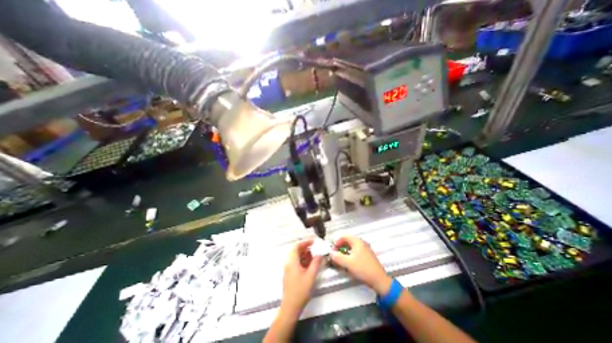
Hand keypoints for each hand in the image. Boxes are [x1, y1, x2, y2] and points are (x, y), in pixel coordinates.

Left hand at [279, 238, 321, 315]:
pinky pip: (296, 262)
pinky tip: (310, 264)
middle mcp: (288, 263)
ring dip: (305, 254)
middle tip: (315, 249)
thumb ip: (316, 263)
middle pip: (296, 250)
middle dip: (306, 248)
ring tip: (314, 256)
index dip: (305, 242)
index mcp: (292, 261)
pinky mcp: (289, 274)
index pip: (297, 246)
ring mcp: (288, 268)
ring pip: (296, 256)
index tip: (313, 241)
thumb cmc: (300, 291)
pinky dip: (302, 260)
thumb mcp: (311, 276)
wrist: (290, 307)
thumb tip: (320, 254)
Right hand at [331, 234, 391, 295]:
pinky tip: (348, 263)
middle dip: (340, 247)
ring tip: (341, 260)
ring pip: (351, 247)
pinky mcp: (367, 256)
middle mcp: (362, 243)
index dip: (337, 242)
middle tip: (335, 254)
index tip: (333, 249)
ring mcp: (365, 249)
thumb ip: (337, 257)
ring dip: (344, 252)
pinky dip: (349, 255)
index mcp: (357, 241)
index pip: (344, 236)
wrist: (379, 280)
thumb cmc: (364, 269)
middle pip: (347, 241)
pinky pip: (355, 252)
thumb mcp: (348, 263)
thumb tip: (331, 253)